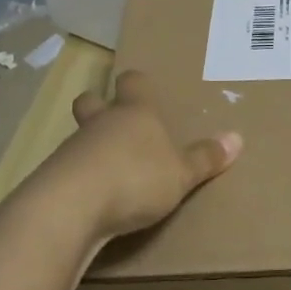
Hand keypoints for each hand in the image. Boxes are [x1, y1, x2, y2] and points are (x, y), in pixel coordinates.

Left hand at [33, 71, 242, 243]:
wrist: (72, 207)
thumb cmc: (136, 178)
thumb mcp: (180, 174)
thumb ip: (205, 158)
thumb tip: (237, 138)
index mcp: (135, 113)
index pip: (132, 82)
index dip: (135, 83)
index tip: (140, 86)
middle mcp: (101, 123)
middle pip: (91, 101)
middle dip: (98, 106)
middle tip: (111, 119)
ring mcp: (72, 149)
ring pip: (79, 136)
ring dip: (89, 147)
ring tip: (107, 169)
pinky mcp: (53, 178)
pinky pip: (67, 170)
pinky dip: (78, 178)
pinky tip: (90, 199)